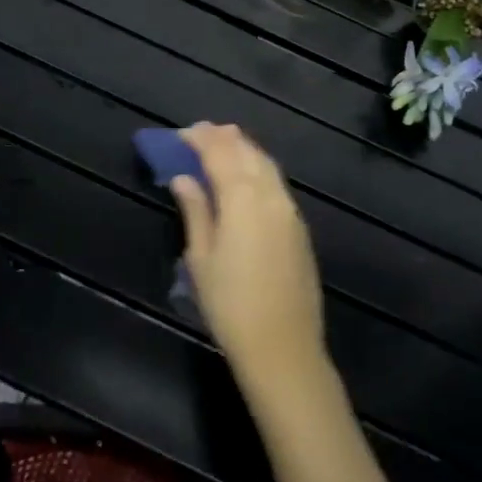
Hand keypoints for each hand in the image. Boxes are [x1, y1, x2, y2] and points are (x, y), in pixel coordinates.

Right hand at [171, 123, 326, 389]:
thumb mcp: (201, 258)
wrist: (283, 348)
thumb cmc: (230, 305)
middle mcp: (270, 194)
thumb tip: (183, 178)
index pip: (219, 153)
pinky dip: (258, 169)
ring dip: (244, 149)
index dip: (200, 139)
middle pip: (246, 152)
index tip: (182, 133)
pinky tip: (247, 177)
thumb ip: (195, 210)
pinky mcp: (299, 227)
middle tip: (200, 133)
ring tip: (223, 145)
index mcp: (242, 197)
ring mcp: (289, 210)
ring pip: (266, 165)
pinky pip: (276, 183)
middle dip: (223, 138)